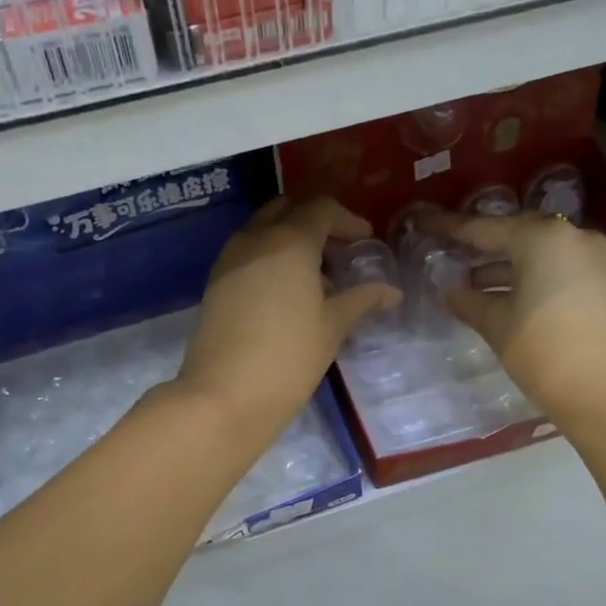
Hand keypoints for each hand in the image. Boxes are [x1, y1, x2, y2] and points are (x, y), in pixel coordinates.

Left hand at [176, 196, 399, 442]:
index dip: (348, 220)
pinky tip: (285, 295)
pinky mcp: (215, 283)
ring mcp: (229, 259)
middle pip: (288, 211)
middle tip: (338, 256)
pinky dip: (269, 258)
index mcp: (289, 241)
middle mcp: (255, 239)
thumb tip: (391, 291)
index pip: (321, 209)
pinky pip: (247, 253)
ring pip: (263, 230)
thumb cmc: (289, 357)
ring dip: (290, 241)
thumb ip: (362, 299)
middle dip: (316, 225)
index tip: (365, 242)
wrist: (223, 395)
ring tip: (315, 280)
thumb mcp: (333, 326)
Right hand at [426, 210, 605, 432]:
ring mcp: (594, 259)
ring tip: (468, 282)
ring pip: (538, 252)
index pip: (483, 228)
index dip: (448, 227)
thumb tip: (448, 290)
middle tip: (447, 250)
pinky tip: (503, 295)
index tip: (420, 221)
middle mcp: (572, 237)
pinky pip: (557, 268)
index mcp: (543, 238)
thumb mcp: (497, 326)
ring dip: (505, 265)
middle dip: (481, 245)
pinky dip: (529, 276)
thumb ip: (468, 301)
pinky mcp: (605, 282)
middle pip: (515, 233)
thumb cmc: (547, 354)